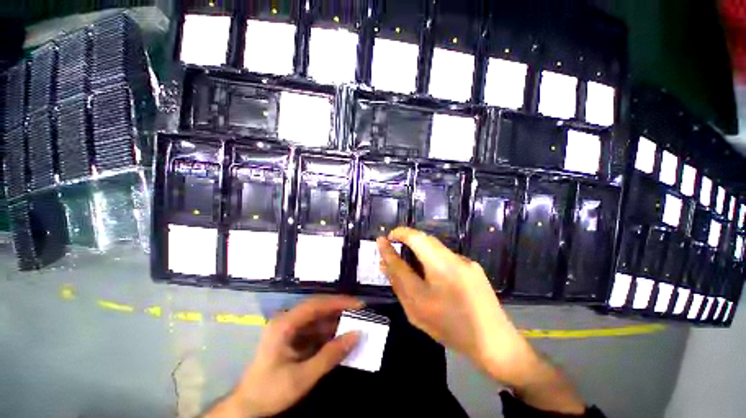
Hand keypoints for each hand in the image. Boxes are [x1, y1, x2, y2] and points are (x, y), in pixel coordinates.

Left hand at [205, 296, 362, 417]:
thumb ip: (330, 355)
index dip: (339, 302)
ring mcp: (289, 329)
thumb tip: (356, 335)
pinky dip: (328, 333)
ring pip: (317, 319)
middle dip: (339, 310)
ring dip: (335, 322)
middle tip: (360, 313)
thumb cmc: (270, 391)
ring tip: (354, 325)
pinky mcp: (292, 338)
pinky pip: (314, 330)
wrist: (247, 408)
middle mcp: (287, 320)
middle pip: (318, 308)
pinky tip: (340, 338)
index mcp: (285, 324)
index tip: (358, 305)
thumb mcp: (303, 377)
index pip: (316, 304)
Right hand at [377, 228, 584, 414]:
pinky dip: (433, 260)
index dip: (398, 234)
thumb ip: (398, 279)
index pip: (414, 238)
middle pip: (425, 239)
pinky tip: (434, 278)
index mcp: (440, 267)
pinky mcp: (474, 267)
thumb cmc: (450, 328)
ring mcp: (467, 262)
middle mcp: (454, 259)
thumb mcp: (416, 306)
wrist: (494, 343)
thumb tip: (384, 259)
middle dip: (408, 240)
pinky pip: (447, 257)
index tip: (386, 239)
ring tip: (412, 266)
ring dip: (420, 251)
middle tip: (396, 252)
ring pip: (436, 248)